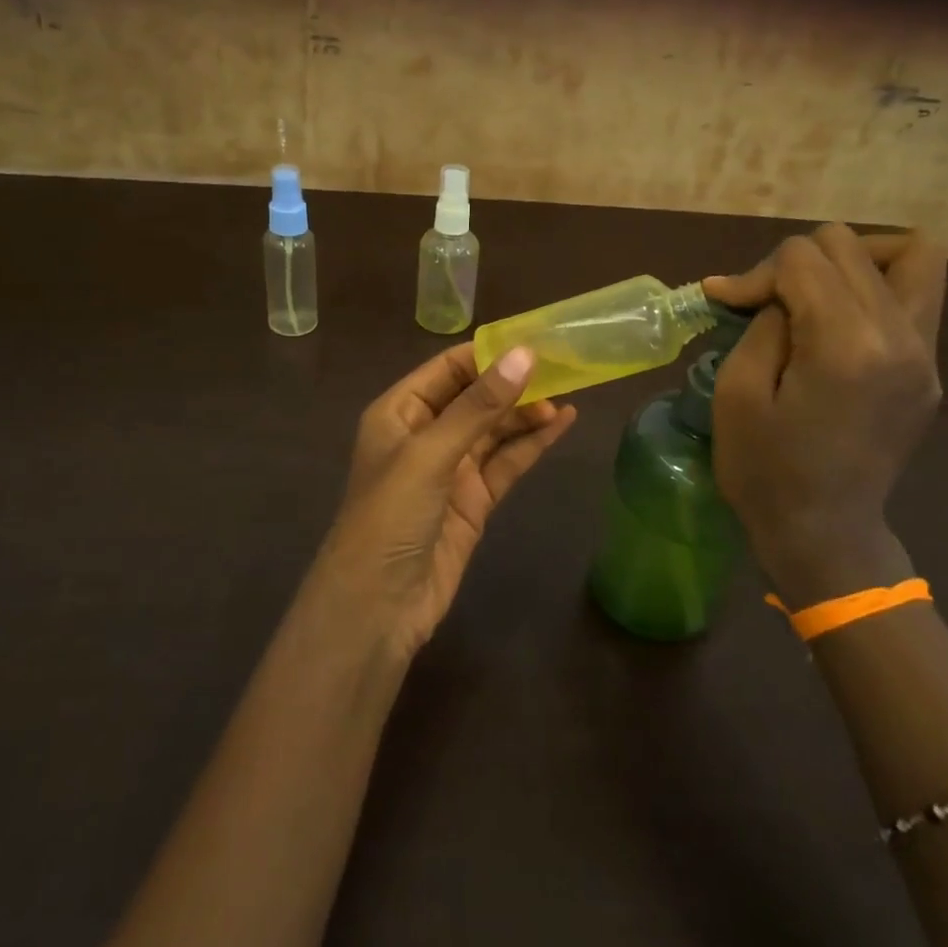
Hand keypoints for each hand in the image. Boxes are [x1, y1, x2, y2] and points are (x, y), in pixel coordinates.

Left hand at [314, 343, 577, 659]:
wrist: (377, 607)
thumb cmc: (390, 516)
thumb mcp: (430, 453)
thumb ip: (478, 406)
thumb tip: (525, 354)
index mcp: (400, 411)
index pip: (449, 368)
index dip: (489, 352)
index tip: (535, 338)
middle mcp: (425, 434)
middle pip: (476, 397)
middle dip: (514, 382)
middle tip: (564, 365)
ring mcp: (451, 469)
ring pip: (495, 429)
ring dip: (527, 411)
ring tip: (569, 392)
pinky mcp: (473, 501)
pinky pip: (506, 463)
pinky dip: (532, 444)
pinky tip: (561, 424)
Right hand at [705, 225, 947, 603]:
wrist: (824, 535)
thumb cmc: (765, 471)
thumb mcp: (738, 394)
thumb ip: (761, 325)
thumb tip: (773, 293)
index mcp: (846, 345)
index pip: (804, 258)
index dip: (756, 273)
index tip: (728, 304)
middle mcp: (901, 336)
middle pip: (849, 245)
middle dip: (797, 262)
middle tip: (767, 303)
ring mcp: (926, 353)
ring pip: (912, 253)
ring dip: (853, 259)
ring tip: (815, 292)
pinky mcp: (931, 369)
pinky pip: (918, 294)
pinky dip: (875, 287)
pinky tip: (837, 322)